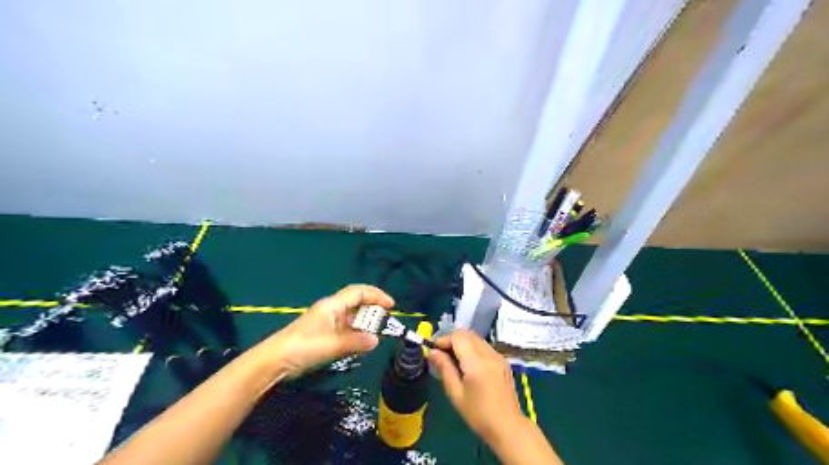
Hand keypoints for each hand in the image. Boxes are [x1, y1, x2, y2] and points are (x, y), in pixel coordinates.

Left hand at [265, 285, 394, 379]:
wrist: (274, 361)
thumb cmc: (303, 347)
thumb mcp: (332, 345)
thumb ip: (356, 341)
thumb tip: (376, 339)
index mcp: (333, 305)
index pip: (359, 292)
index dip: (376, 295)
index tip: (391, 306)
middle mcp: (331, 310)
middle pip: (357, 304)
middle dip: (373, 311)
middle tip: (385, 324)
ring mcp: (327, 322)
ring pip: (352, 318)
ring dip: (365, 325)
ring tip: (375, 336)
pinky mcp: (324, 335)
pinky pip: (346, 330)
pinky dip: (356, 334)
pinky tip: (361, 344)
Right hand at [428, 329, 523, 441]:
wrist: (508, 427)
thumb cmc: (478, 414)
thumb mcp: (456, 394)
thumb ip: (444, 368)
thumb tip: (432, 352)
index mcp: (476, 363)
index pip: (458, 337)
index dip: (443, 339)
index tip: (433, 348)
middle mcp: (489, 354)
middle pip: (468, 334)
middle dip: (452, 338)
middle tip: (441, 352)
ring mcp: (498, 356)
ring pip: (477, 338)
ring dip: (462, 342)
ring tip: (452, 357)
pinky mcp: (503, 361)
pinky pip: (484, 346)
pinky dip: (473, 347)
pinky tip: (467, 363)